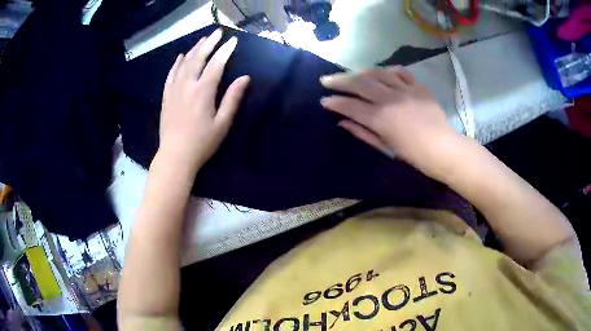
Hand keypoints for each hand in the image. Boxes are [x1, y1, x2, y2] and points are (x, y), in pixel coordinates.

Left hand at [157, 28, 249, 174]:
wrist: (175, 156)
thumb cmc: (202, 143)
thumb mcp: (222, 123)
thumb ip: (233, 99)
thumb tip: (245, 78)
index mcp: (203, 92)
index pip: (216, 64)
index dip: (225, 50)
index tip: (233, 40)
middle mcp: (187, 85)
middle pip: (199, 58)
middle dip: (209, 43)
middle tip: (217, 32)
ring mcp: (174, 90)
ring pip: (184, 63)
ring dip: (194, 49)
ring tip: (202, 40)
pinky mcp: (166, 96)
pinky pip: (171, 74)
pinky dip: (177, 63)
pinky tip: (181, 56)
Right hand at [320, 66, 458, 175]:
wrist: (442, 148)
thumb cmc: (412, 154)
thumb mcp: (385, 147)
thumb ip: (362, 132)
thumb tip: (342, 122)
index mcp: (380, 118)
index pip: (350, 105)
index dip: (334, 102)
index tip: (324, 100)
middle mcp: (389, 99)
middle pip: (359, 83)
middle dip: (339, 80)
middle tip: (326, 79)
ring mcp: (405, 90)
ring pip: (377, 73)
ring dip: (360, 72)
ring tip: (352, 74)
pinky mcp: (418, 86)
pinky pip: (400, 72)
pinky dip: (388, 71)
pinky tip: (382, 73)